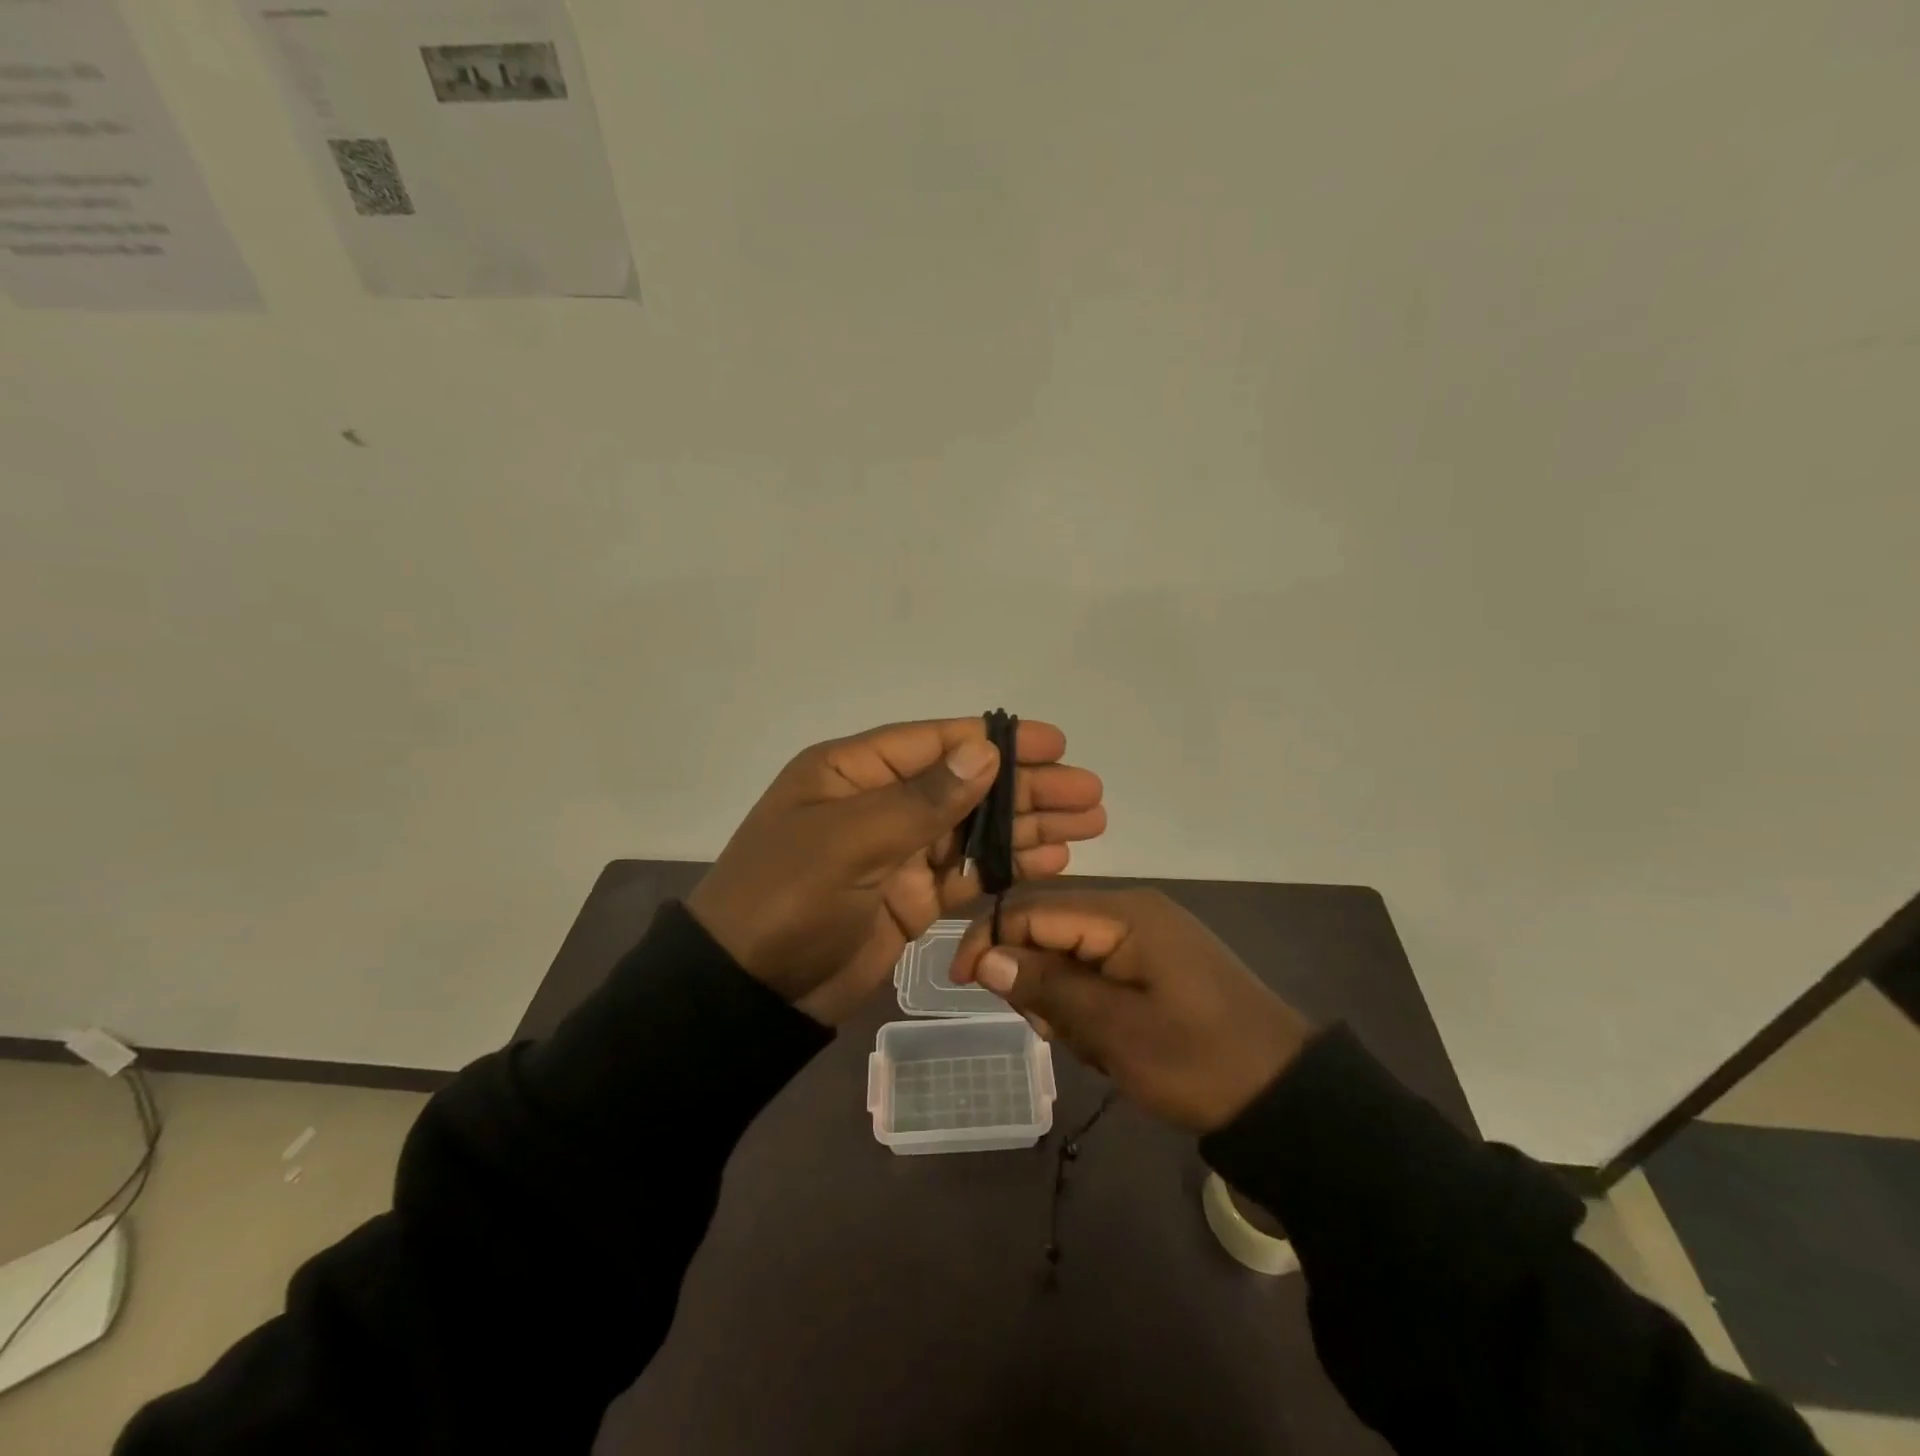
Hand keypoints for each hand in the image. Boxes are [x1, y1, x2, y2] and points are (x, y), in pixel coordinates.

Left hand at [686, 719, 1104, 1024]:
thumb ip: (923, 799)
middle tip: (1089, 792)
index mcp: (853, 772)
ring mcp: (897, 854)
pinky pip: (968, 875)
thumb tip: (984, 752)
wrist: (749, 993)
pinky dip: (1007, 867)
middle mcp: (879, 804)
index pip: (936, 743)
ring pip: (975, 831)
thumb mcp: (851, 839)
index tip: (1054, 744)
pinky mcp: (911, 900)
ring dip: (1028, 826)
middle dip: (1027, 788)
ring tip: (1089, 823)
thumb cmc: (788, 898)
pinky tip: (1053, 860)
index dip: (996, 740)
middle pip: (966, 786)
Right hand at [948, 889, 1313, 1131]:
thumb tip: (984, 956)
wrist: (1288, 1098)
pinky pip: (1099, 972)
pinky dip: (1090, 1008)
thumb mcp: (1115, 1030)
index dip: (990, 938)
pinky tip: (1110, 1044)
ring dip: (1065, 1002)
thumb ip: (1047, 987)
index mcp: (1125, 914)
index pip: (1033, 908)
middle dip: (1036, 980)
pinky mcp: (1156, 964)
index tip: (961, 983)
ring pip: (1071, 956)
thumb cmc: (1200, 1062)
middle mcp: (1133, 912)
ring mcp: (1148, 938)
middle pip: (1050, 929)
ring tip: (1093, 1046)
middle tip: (1053, 1032)